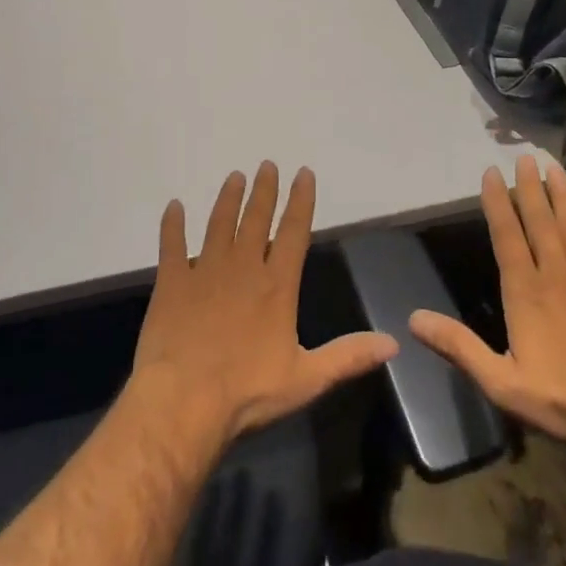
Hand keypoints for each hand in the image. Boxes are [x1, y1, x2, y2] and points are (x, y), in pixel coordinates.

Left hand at [133, 162, 398, 444]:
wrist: (184, 400)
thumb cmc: (248, 392)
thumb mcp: (307, 379)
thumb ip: (348, 356)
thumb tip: (393, 343)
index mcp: (277, 285)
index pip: (293, 231)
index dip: (301, 201)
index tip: (303, 173)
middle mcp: (242, 267)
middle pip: (256, 218)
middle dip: (264, 190)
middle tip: (266, 164)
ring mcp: (204, 270)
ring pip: (218, 223)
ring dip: (228, 199)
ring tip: (234, 177)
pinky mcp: (171, 281)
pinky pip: (171, 244)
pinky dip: (172, 224)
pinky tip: (174, 206)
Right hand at [409, 154, 565, 455]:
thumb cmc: (561, 400)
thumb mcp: (500, 381)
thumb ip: (458, 346)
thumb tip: (413, 318)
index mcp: (526, 292)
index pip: (506, 236)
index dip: (497, 203)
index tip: (492, 173)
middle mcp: (557, 276)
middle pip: (541, 223)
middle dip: (530, 189)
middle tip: (525, 158)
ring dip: (565, 197)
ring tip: (556, 168)